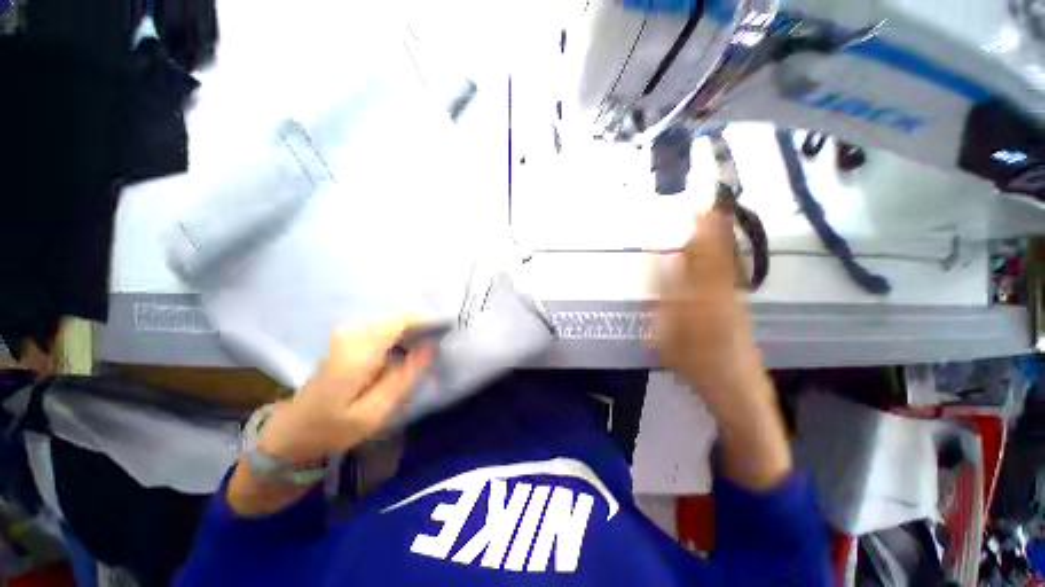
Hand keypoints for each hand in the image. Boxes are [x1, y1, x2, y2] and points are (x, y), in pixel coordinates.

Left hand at [259, 319, 434, 464]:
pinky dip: (401, 333)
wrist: (291, 432)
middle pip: (397, 318)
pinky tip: (410, 345)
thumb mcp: (374, 413)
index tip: (448, 325)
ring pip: (391, 321)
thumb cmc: (332, 429)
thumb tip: (430, 347)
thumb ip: (405, 377)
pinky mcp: (347, 340)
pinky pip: (383, 328)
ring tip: (431, 340)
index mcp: (358, 354)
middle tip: (443, 335)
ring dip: (413, 328)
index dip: (426, 320)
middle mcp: (351, 336)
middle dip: (422, 323)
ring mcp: (347, 336)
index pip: (399, 322)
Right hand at [656, 211, 790, 489]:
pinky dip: (724, 263)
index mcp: (705, 300)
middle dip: (713, 232)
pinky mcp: (739, 313)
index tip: (698, 210)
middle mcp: (724, 295)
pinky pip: (729, 280)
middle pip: (717, 258)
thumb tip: (662, 270)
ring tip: (714, 223)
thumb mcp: (669, 336)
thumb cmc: (698, 367)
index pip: (702, 259)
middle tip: (707, 207)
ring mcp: (735, 303)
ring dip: (720, 244)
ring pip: (726, 268)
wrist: (739, 395)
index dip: (701, 234)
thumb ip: (665, 301)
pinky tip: (720, 258)